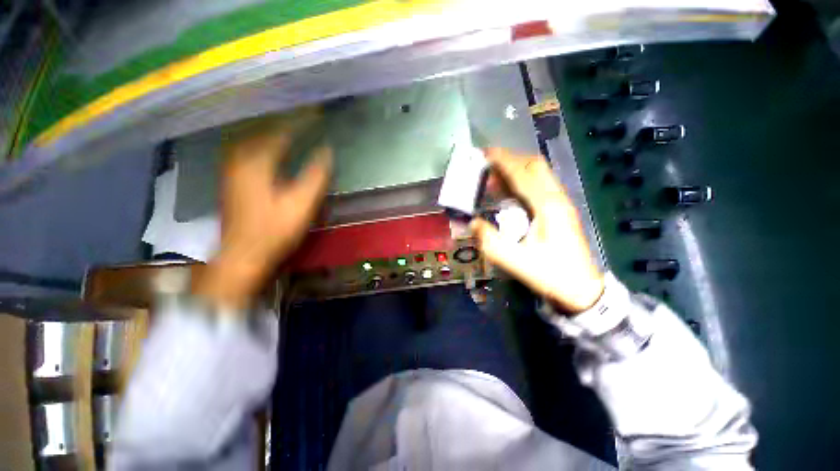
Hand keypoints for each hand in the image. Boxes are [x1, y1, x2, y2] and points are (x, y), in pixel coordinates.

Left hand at [193, 118, 332, 309]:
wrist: (243, 254)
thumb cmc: (274, 231)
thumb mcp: (301, 205)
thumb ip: (315, 175)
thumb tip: (327, 150)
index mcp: (257, 162)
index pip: (282, 130)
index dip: (302, 119)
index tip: (318, 109)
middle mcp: (239, 156)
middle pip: (262, 126)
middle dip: (285, 115)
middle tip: (304, 108)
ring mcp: (232, 165)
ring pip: (252, 133)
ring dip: (272, 123)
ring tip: (290, 117)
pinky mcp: (232, 174)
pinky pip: (247, 144)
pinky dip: (262, 136)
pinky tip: (271, 137)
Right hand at [470, 148, 603, 313]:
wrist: (582, 289)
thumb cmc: (550, 274)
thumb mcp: (515, 262)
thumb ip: (490, 241)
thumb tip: (472, 222)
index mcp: (547, 207)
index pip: (523, 174)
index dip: (503, 161)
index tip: (485, 153)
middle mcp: (557, 198)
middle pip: (535, 166)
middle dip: (510, 159)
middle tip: (487, 164)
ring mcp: (562, 202)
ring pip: (539, 173)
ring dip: (516, 169)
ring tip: (493, 176)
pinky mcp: (561, 209)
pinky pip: (540, 184)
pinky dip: (522, 180)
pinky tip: (509, 191)